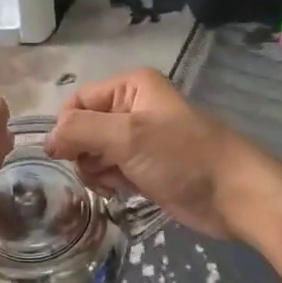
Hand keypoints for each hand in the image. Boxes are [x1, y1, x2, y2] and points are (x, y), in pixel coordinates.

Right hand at [44, 69, 269, 238]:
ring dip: (96, 170)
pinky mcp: (147, 168)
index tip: (67, 155)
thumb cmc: (182, 156)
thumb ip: (80, 130)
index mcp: (131, 87)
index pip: (78, 102)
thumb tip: (47, 140)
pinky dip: (110, 181)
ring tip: (114, 182)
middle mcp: (133, 108)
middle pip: (84, 128)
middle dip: (84, 152)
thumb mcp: (127, 136)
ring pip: (95, 152)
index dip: (67, 128)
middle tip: (101, 169)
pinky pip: (112, 170)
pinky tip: (121, 191)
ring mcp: (141, 140)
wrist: (233, 195)